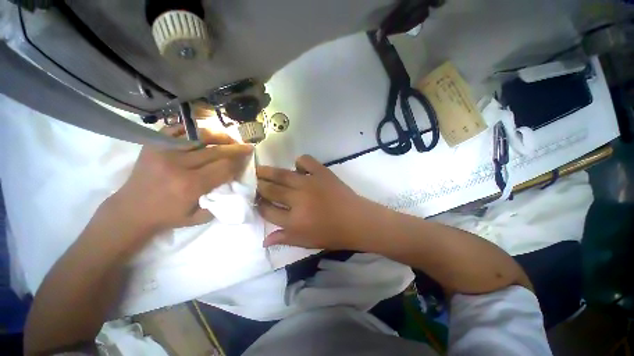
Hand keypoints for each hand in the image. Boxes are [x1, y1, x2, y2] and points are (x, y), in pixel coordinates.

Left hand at [108, 125, 252, 236]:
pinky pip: (177, 129)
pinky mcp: (153, 145)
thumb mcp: (199, 217)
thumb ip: (220, 200)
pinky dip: (194, 129)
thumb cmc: (167, 217)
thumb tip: (235, 184)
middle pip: (216, 150)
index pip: (224, 167)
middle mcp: (178, 165)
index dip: (239, 163)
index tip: (247, 161)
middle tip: (247, 146)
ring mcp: (163, 151)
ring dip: (220, 136)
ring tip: (230, 139)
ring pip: (200, 136)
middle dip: (236, 148)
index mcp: (191, 185)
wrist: (130, 211)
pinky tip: (205, 134)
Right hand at [256, 155, 369, 249]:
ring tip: (260, 169)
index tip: (255, 200)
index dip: (259, 205)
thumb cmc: (332, 234)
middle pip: (271, 190)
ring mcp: (310, 183)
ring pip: (282, 174)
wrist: (357, 220)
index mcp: (293, 220)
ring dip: (268, 172)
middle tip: (253, 181)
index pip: (268, 211)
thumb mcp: (306, 242)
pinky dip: (300, 161)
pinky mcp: (322, 173)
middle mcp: (298, 200)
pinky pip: (306, 161)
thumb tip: (263, 241)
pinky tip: (297, 167)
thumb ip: (284, 239)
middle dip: (259, 186)